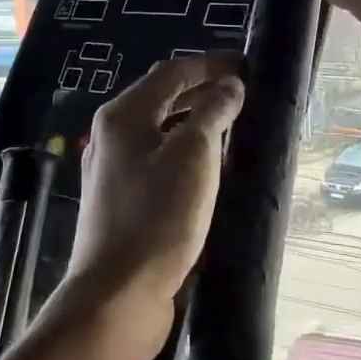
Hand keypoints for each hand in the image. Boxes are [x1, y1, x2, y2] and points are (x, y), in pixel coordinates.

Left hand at [66, 53, 245, 330]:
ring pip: (162, 130)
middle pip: (163, 98)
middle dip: (204, 90)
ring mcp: (114, 170)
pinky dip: (187, 151)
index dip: (211, 64)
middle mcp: (112, 135)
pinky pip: (160, 160)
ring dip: (197, 121)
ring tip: (235, 124)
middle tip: (245, 92)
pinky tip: (211, 167)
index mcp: (123, 115)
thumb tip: (230, 85)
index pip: (172, 72)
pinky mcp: (123, 201)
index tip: (248, 65)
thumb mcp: (194, 156)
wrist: (117, 295)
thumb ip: (213, 113)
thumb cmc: (157, 217)